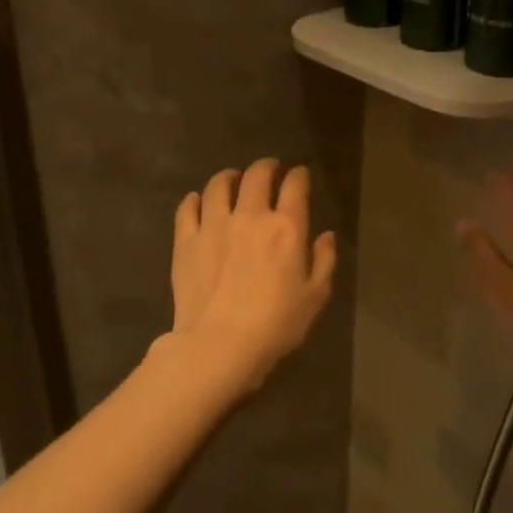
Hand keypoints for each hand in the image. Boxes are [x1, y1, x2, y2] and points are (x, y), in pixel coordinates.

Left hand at [170, 158, 337, 388]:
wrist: (219, 345)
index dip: (299, 175)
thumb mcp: (315, 297)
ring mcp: (214, 225)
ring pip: (219, 185)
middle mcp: (250, 216)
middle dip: (266, 167)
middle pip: (257, 175)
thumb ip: (324, 261)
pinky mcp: (186, 241)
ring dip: (229, 177)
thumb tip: (326, 236)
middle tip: (269, 170)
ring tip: (233, 179)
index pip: (295, 185)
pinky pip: (188, 208)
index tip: (300, 175)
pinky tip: (199, 201)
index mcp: (286, 227)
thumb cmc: (276, 325)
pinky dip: (196, 199)